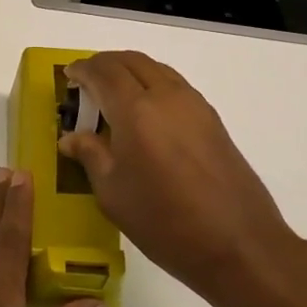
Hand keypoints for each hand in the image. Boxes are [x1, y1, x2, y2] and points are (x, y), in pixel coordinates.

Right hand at [59, 51, 306, 306]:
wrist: (238, 244)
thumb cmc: (164, 221)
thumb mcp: (113, 193)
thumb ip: (91, 156)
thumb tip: (72, 138)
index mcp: (136, 111)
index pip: (104, 73)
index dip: (82, 70)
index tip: (68, 75)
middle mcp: (166, 97)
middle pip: (132, 62)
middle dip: (105, 64)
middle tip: (86, 80)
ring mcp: (194, 105)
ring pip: (156, 69)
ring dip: (130, 71)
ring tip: (112, 93)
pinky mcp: (212, 120)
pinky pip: (174, 85)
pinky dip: (152, 83)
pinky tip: (144, 112)